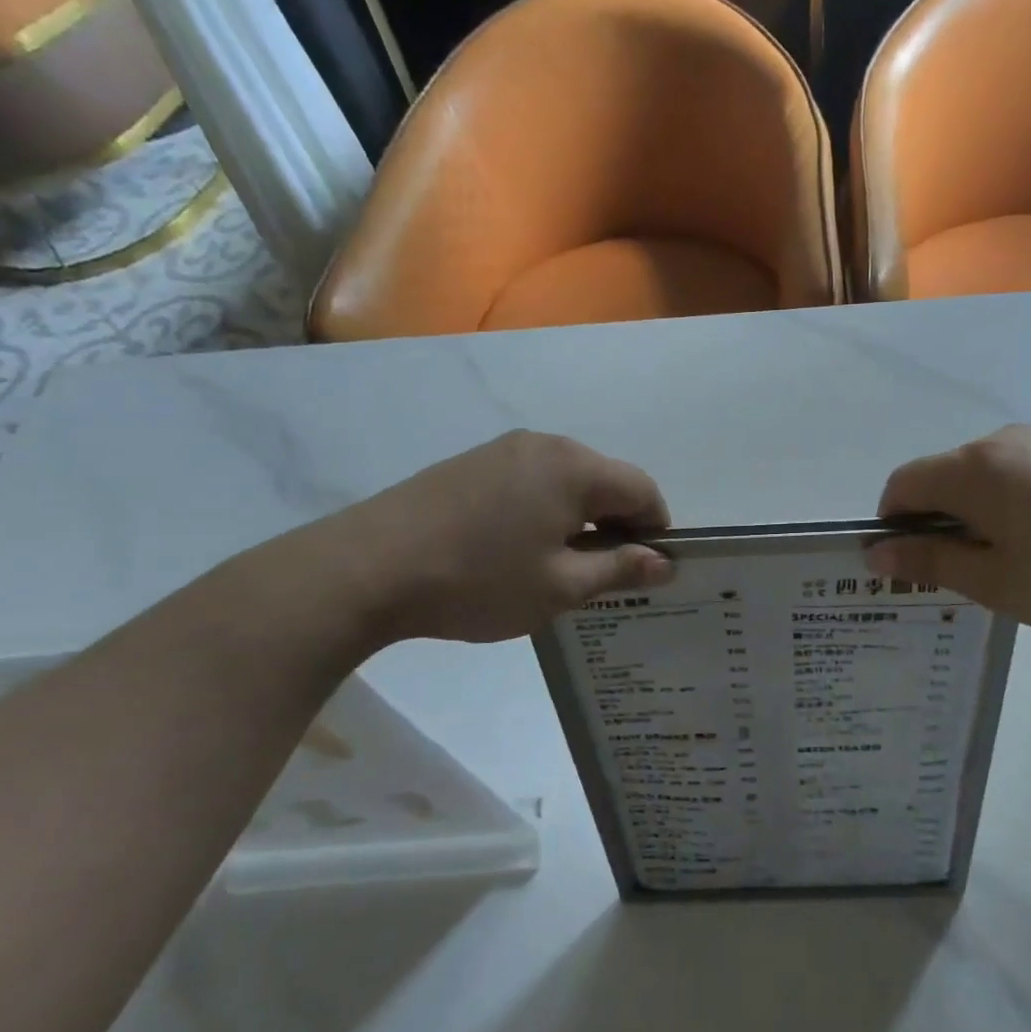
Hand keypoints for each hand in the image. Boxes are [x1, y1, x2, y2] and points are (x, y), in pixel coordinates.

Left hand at [311, 430, 672, 644]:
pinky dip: (544, 511)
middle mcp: (545, 445)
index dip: (655, 530)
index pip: (643, 490)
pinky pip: (531, 482)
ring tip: (558, 567)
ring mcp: (503, 450)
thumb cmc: (479, 580)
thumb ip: (619, 569)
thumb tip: (663, 562)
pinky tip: (518, 550)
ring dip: (579, 519)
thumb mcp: (560, 587)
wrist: (367, 568)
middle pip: (605, 481)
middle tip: (603, 577)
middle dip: (617, 525)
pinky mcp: (471, 463)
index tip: (646, 571)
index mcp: (576, 468)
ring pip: (567, 482)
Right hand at [870, 425, 1030, 633]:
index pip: (901, 484)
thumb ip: (929, 561)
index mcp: (971, 470)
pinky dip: (1010, 501)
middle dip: (936, 520)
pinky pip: (1019, 471)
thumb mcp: (994, 581)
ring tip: (1013, 559)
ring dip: (974, 511)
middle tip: (964, 572)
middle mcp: (999, 441)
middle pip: (941, 476)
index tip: (912, 563)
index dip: (892, 523)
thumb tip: (876, 551)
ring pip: (982, 474)